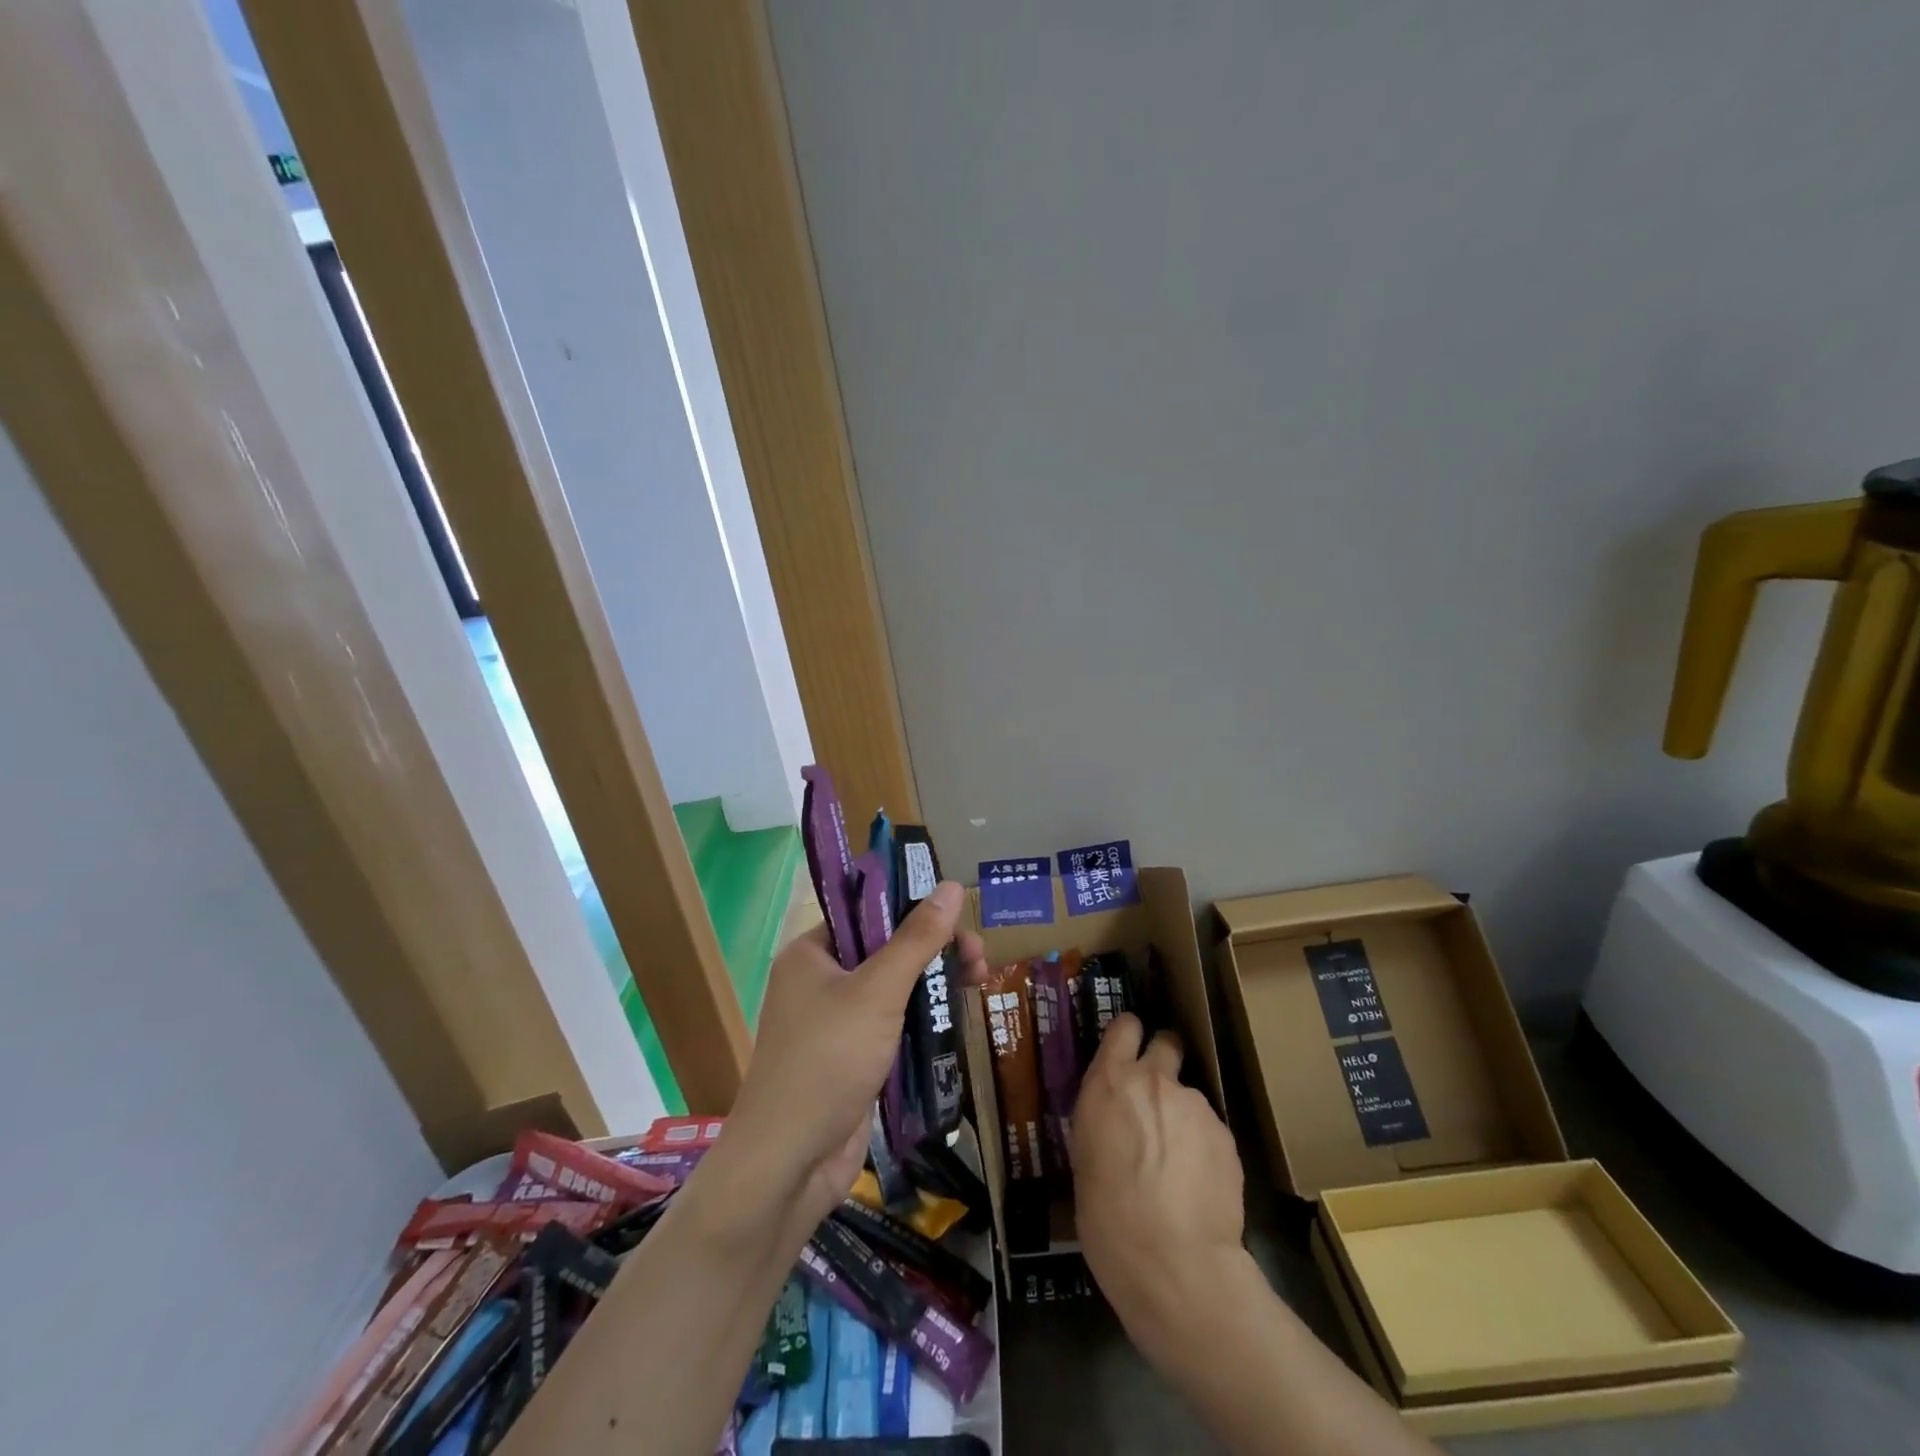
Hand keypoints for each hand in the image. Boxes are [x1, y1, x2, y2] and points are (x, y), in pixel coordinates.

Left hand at [719, 881, 988, 1235]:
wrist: (789, 1163)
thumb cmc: (828, 1059)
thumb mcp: (878, 991)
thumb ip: (917, 939)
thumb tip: (952, 885)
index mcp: (811, 954)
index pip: (866, 913)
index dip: (911, 908)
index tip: (956, 914)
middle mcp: (820, 982)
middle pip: (886, 950)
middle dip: (934, 949)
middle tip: (979, 954)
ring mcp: (836, 1023)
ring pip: (894, 989)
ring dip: (935, 983)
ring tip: (981, 979)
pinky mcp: (853, 1059)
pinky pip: (894, 1025)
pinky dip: (924, 1018)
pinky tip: (959, 1015)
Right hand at [1071, 1013, 1246, 1345]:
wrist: (1174, 1262)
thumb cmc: (1107, 1217)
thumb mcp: (1084, 1159)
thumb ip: (1103, 1122)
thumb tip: (1114, 1122)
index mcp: (1109, 1081)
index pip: (1124, 1027)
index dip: (1129, 1034)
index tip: (1129, 1048)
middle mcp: (1153, 1080)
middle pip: (1166, 1042)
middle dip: (1164, 1058)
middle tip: (1157, 1095)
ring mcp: (1194, 1104)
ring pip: (1189, 1095)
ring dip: (1182, 1115)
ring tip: (1179, 1164)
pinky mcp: (1225, 1134)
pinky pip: (1210, 1130)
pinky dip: (1203, 1147)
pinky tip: (1198, 1185)